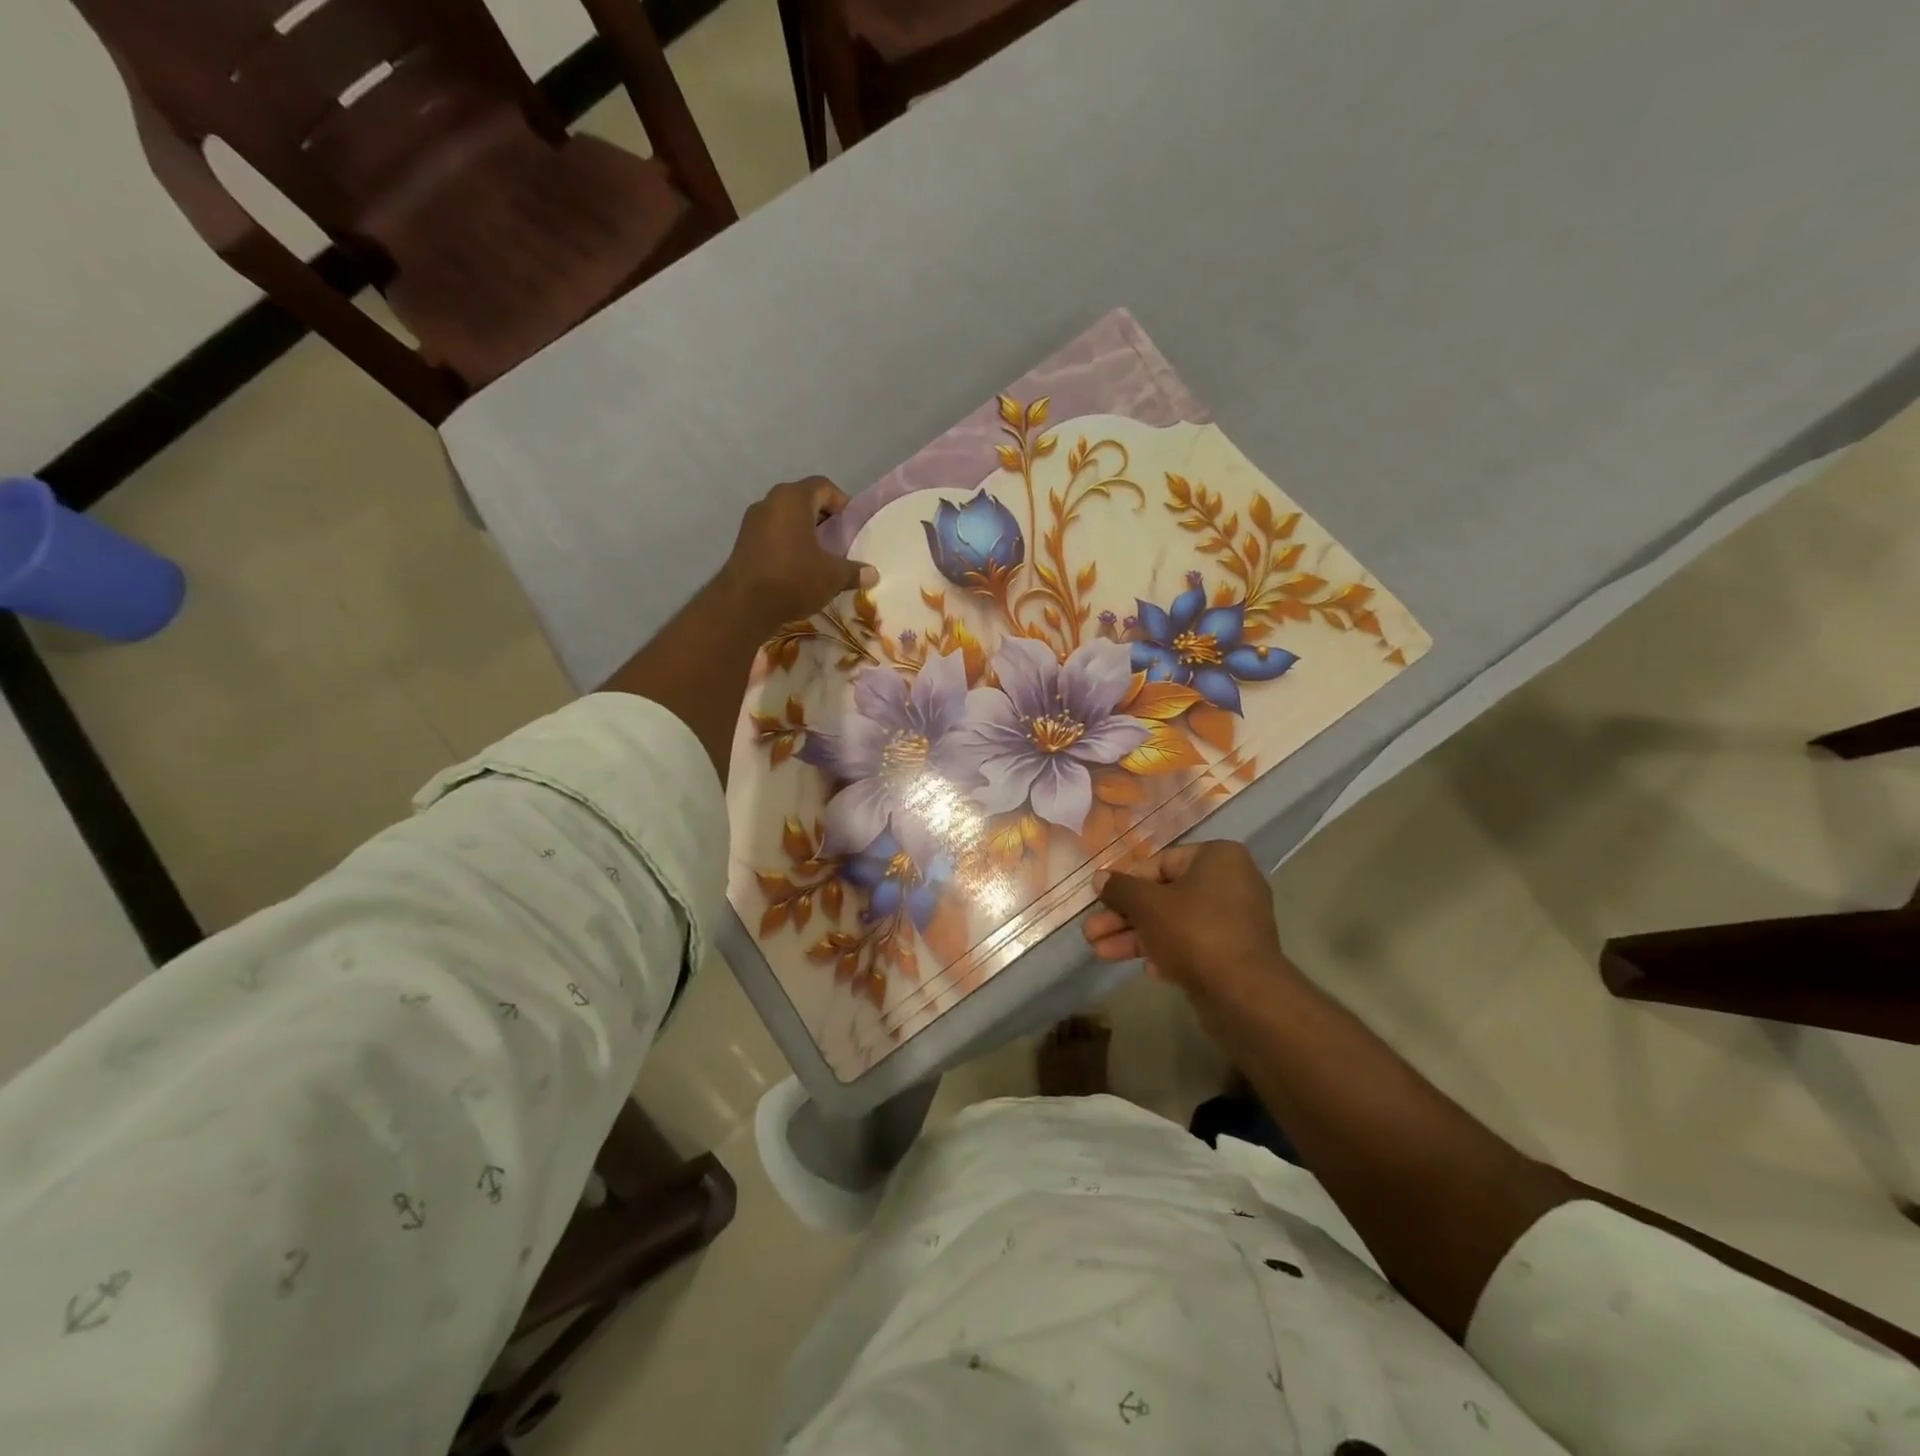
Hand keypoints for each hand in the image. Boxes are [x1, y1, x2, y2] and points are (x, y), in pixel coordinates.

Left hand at [720, 477, 876, 631]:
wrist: (745, 604)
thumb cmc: (794, 578)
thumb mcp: (833, 576)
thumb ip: (854, 571)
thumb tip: (873, 574)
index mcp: (793, 498)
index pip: (823, 486)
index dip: (841, 501)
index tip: (852, 524)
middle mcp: (770, 501)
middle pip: (803, 499)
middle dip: (823, 517)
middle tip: (839, 538)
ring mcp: (752, 521)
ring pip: (785, 517)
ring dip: (804, 531)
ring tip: (820, 554)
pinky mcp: (743, 542)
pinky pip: (772, 533)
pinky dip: (787, 543)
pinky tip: (798, 566)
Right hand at [1084, 841, 1297, 1010]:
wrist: (1243, 994)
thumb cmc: (1194, 932)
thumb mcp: (1147, 905)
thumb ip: (1120, 889)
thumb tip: (1099, 878)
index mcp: (1217, 858)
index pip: (1160, 863)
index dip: (1126, 884)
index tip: (1101, 901)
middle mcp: (1231, 883)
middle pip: (1164, 896)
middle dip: (1124, 917)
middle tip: (1091, 932)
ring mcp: (1235, 921)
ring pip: (1174, 923)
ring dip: (1135, 937)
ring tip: (1099, 952)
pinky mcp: (1234, 953)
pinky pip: (1192, 945)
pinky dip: (1166, 952)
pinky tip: (1145, 970)